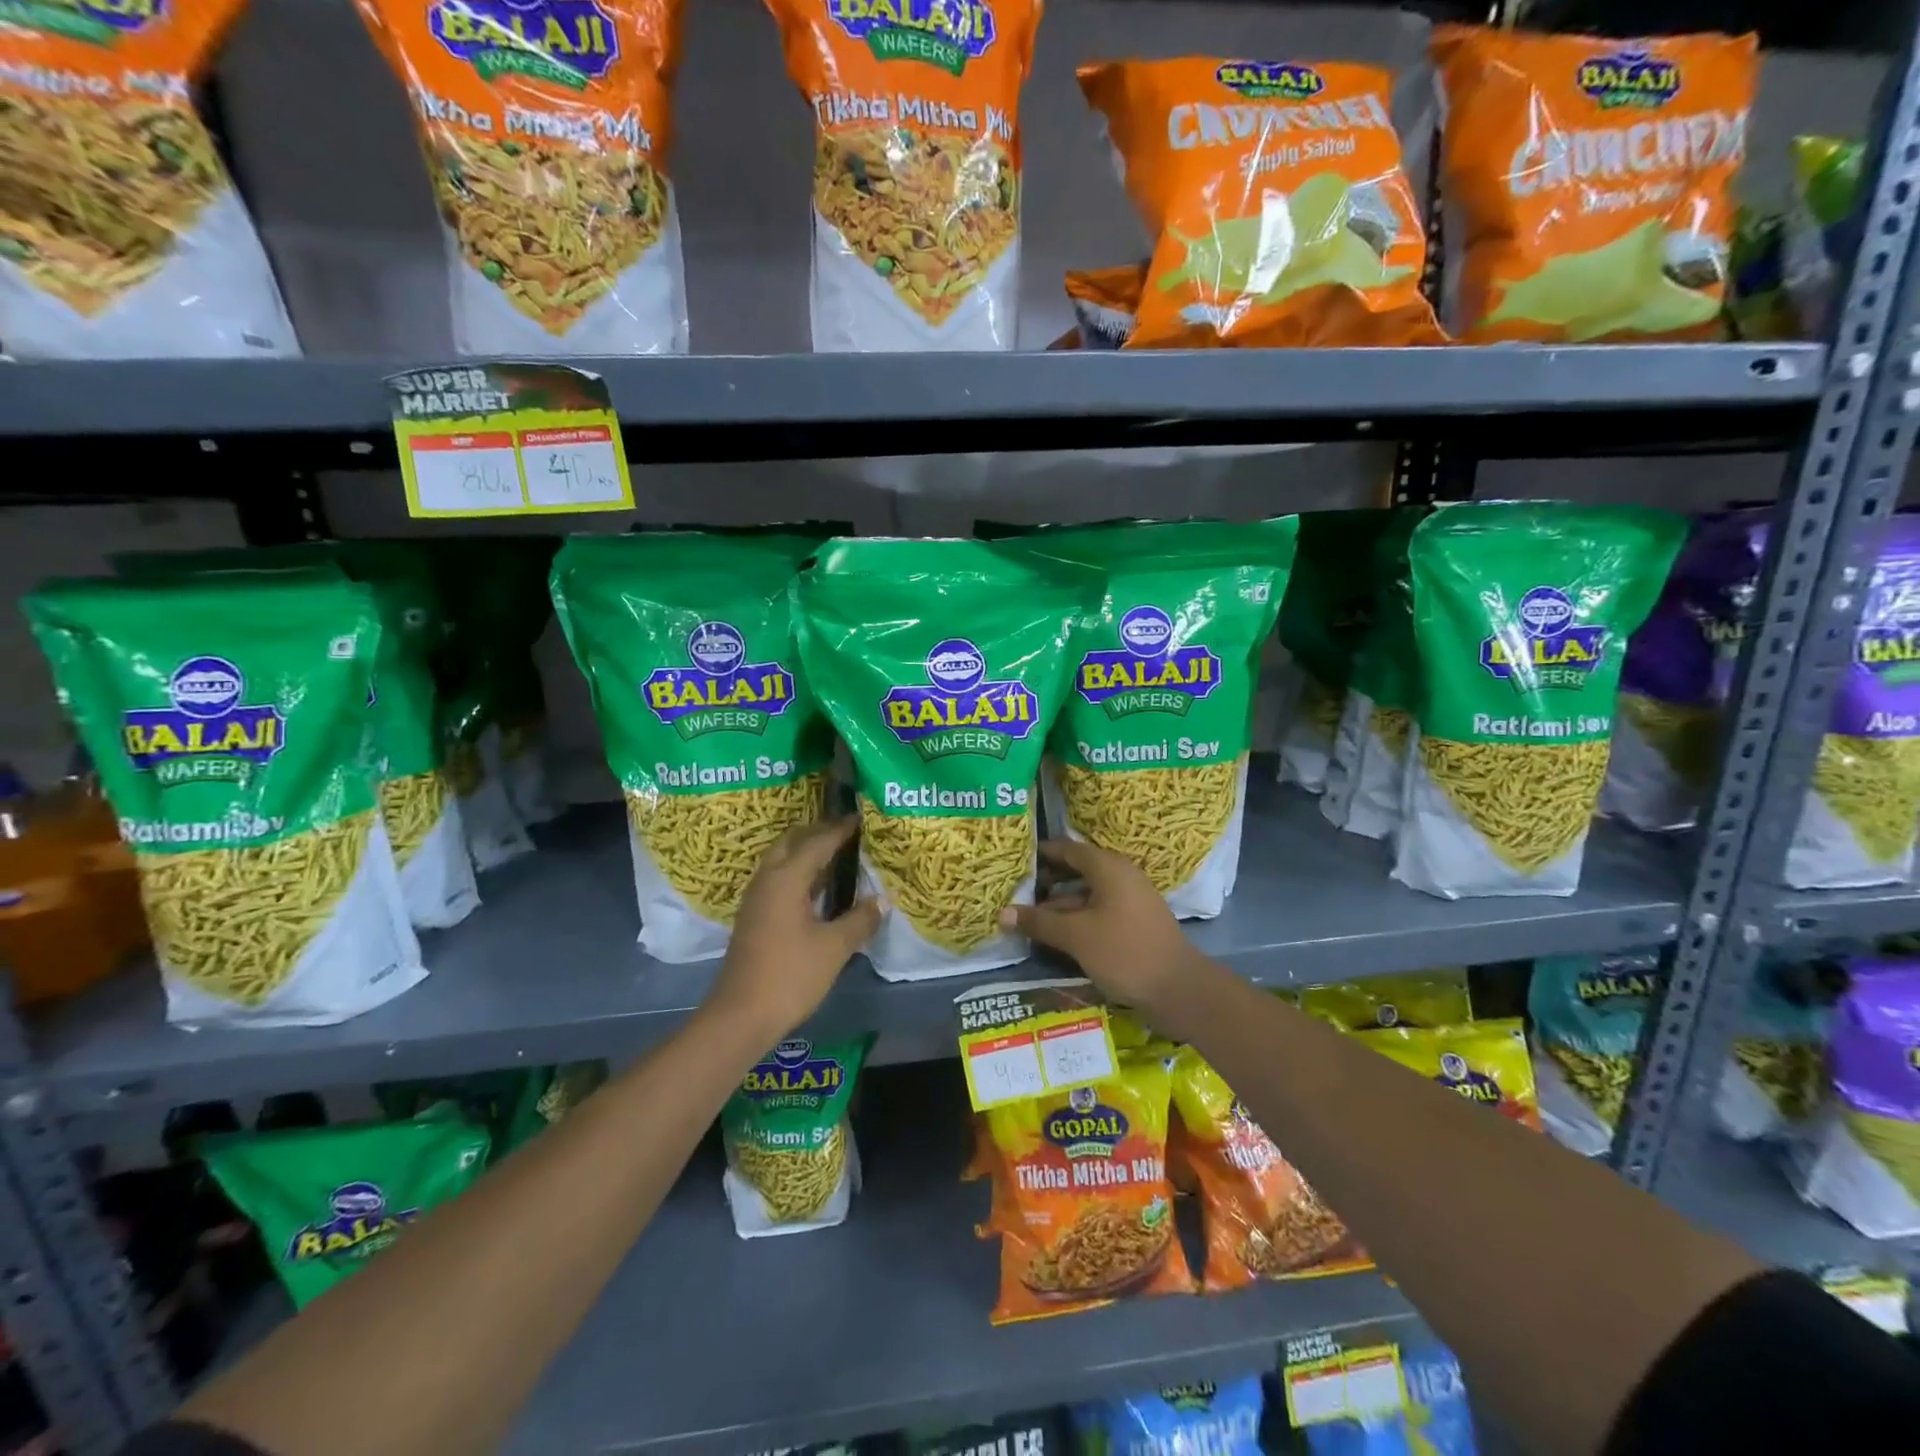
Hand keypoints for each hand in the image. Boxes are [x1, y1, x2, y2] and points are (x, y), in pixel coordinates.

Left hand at [707, 816, 878, 1041]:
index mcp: (786, 878)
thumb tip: (882, 900)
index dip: (841, 829)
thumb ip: (860, 919)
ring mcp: (757, 898)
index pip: (818, 842)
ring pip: (782, 860)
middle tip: (848, 833)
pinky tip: (820, 888)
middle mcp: (767, 879)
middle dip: (819, 832)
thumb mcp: (834, 947)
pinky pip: (779, 879)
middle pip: (792, 841)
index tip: (863, 818)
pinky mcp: (755, 916)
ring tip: (839, 854)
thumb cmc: (790, 976)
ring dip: (807, 852)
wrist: (741, 1016)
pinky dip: (800, 872)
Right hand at [999, 838, 1197, 1013]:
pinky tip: (1055, 934)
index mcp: (1108, 868)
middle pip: (1077, 871)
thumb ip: (1039, 922)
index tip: (1014, 860)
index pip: (1068, 849)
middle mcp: (1120, 877)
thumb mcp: (1076, 936)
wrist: (1179, 989)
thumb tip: (1002, 913)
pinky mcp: (1133, 924)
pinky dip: (1076, 918)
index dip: (1041, 853)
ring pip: (1086, 894)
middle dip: (1046, 881)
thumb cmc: (1124, 952)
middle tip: (1014, 889)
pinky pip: (1097, 911)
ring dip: (1058, 904)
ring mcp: (1129, 901)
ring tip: (1026, 915)